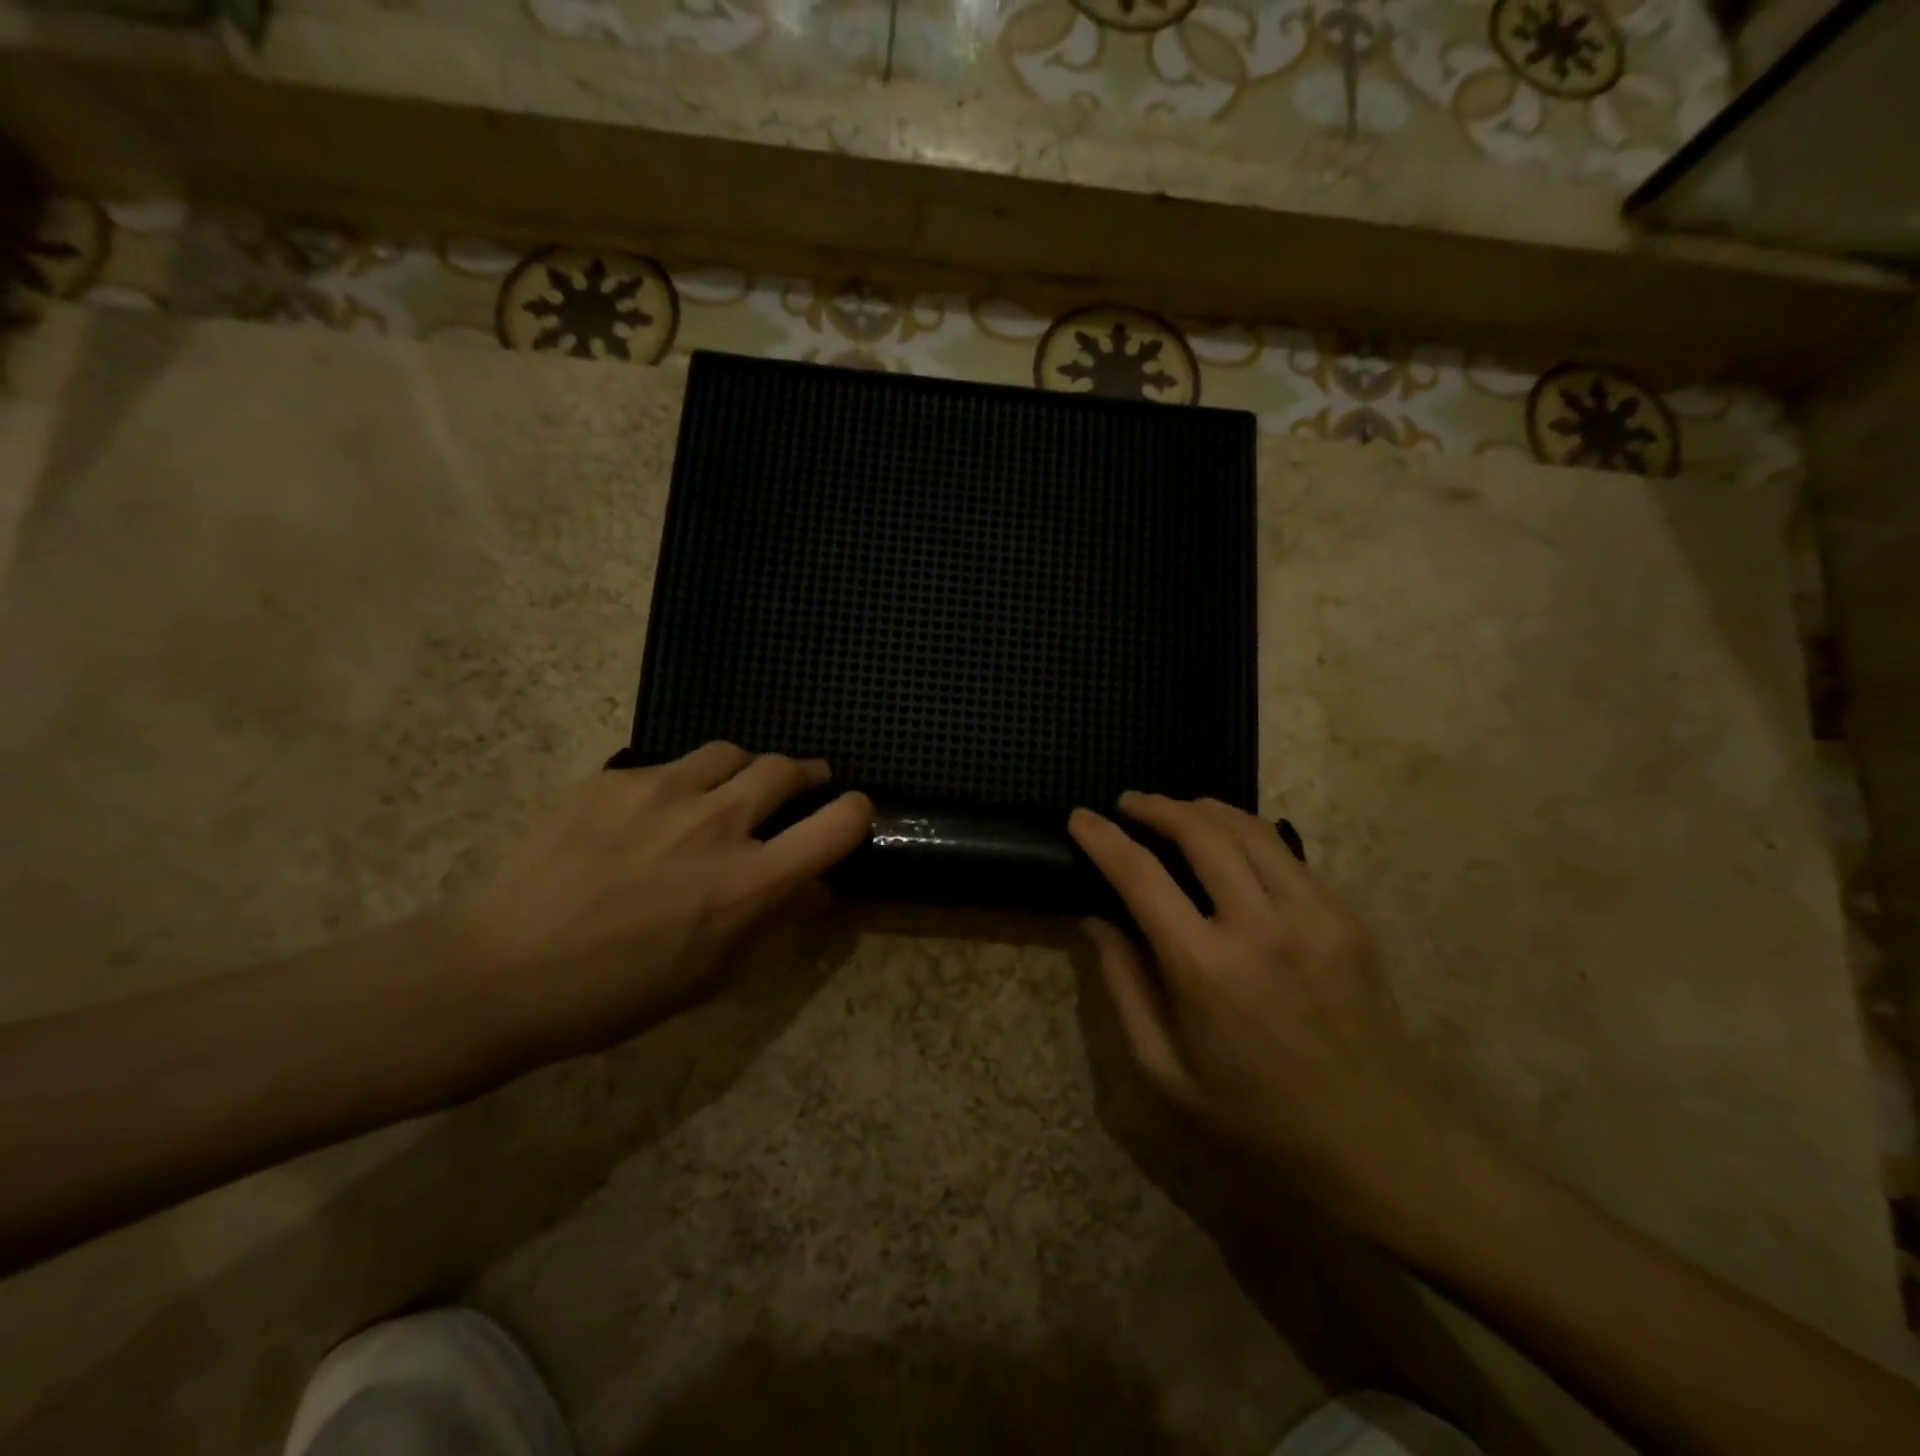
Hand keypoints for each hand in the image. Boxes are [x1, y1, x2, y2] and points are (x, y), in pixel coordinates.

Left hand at [441, 743, 871, 1062]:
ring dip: (743, 769)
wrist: (497, 972)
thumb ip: (770, 919)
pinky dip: (681, 781)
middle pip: (786, 770)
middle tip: (801, 786)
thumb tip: (814, 891)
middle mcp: (718, 824)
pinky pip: (668, 765)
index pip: (838, 825)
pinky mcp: (614, 778)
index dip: (857, 812)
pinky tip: (654, 809)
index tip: (854, 812)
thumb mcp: (710, 971)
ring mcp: (663, 791)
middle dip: (805, 776)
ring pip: (729, 753)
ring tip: (729, 788)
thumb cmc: (614, 994)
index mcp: (749, 882)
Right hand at [1069, 793, 1457, 1228]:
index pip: (1141, 876)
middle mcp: (1260, 926)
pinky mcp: (1347, 917)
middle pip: (1200, 831)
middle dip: (1156, 807)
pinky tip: (1231, 845)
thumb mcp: (1167, 1071)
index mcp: (1206, 969)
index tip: (1079, 817)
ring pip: (1249, 829)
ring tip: (1176, 809)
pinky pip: (1287, 855)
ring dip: (1204, 809)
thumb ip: (1124, 987)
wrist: (1384, 1142)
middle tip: (1129, 804)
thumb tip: (1094, 920)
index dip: (1103, 839)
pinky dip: (1248, 835)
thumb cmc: (1259, 1118)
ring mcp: (1313, 915)